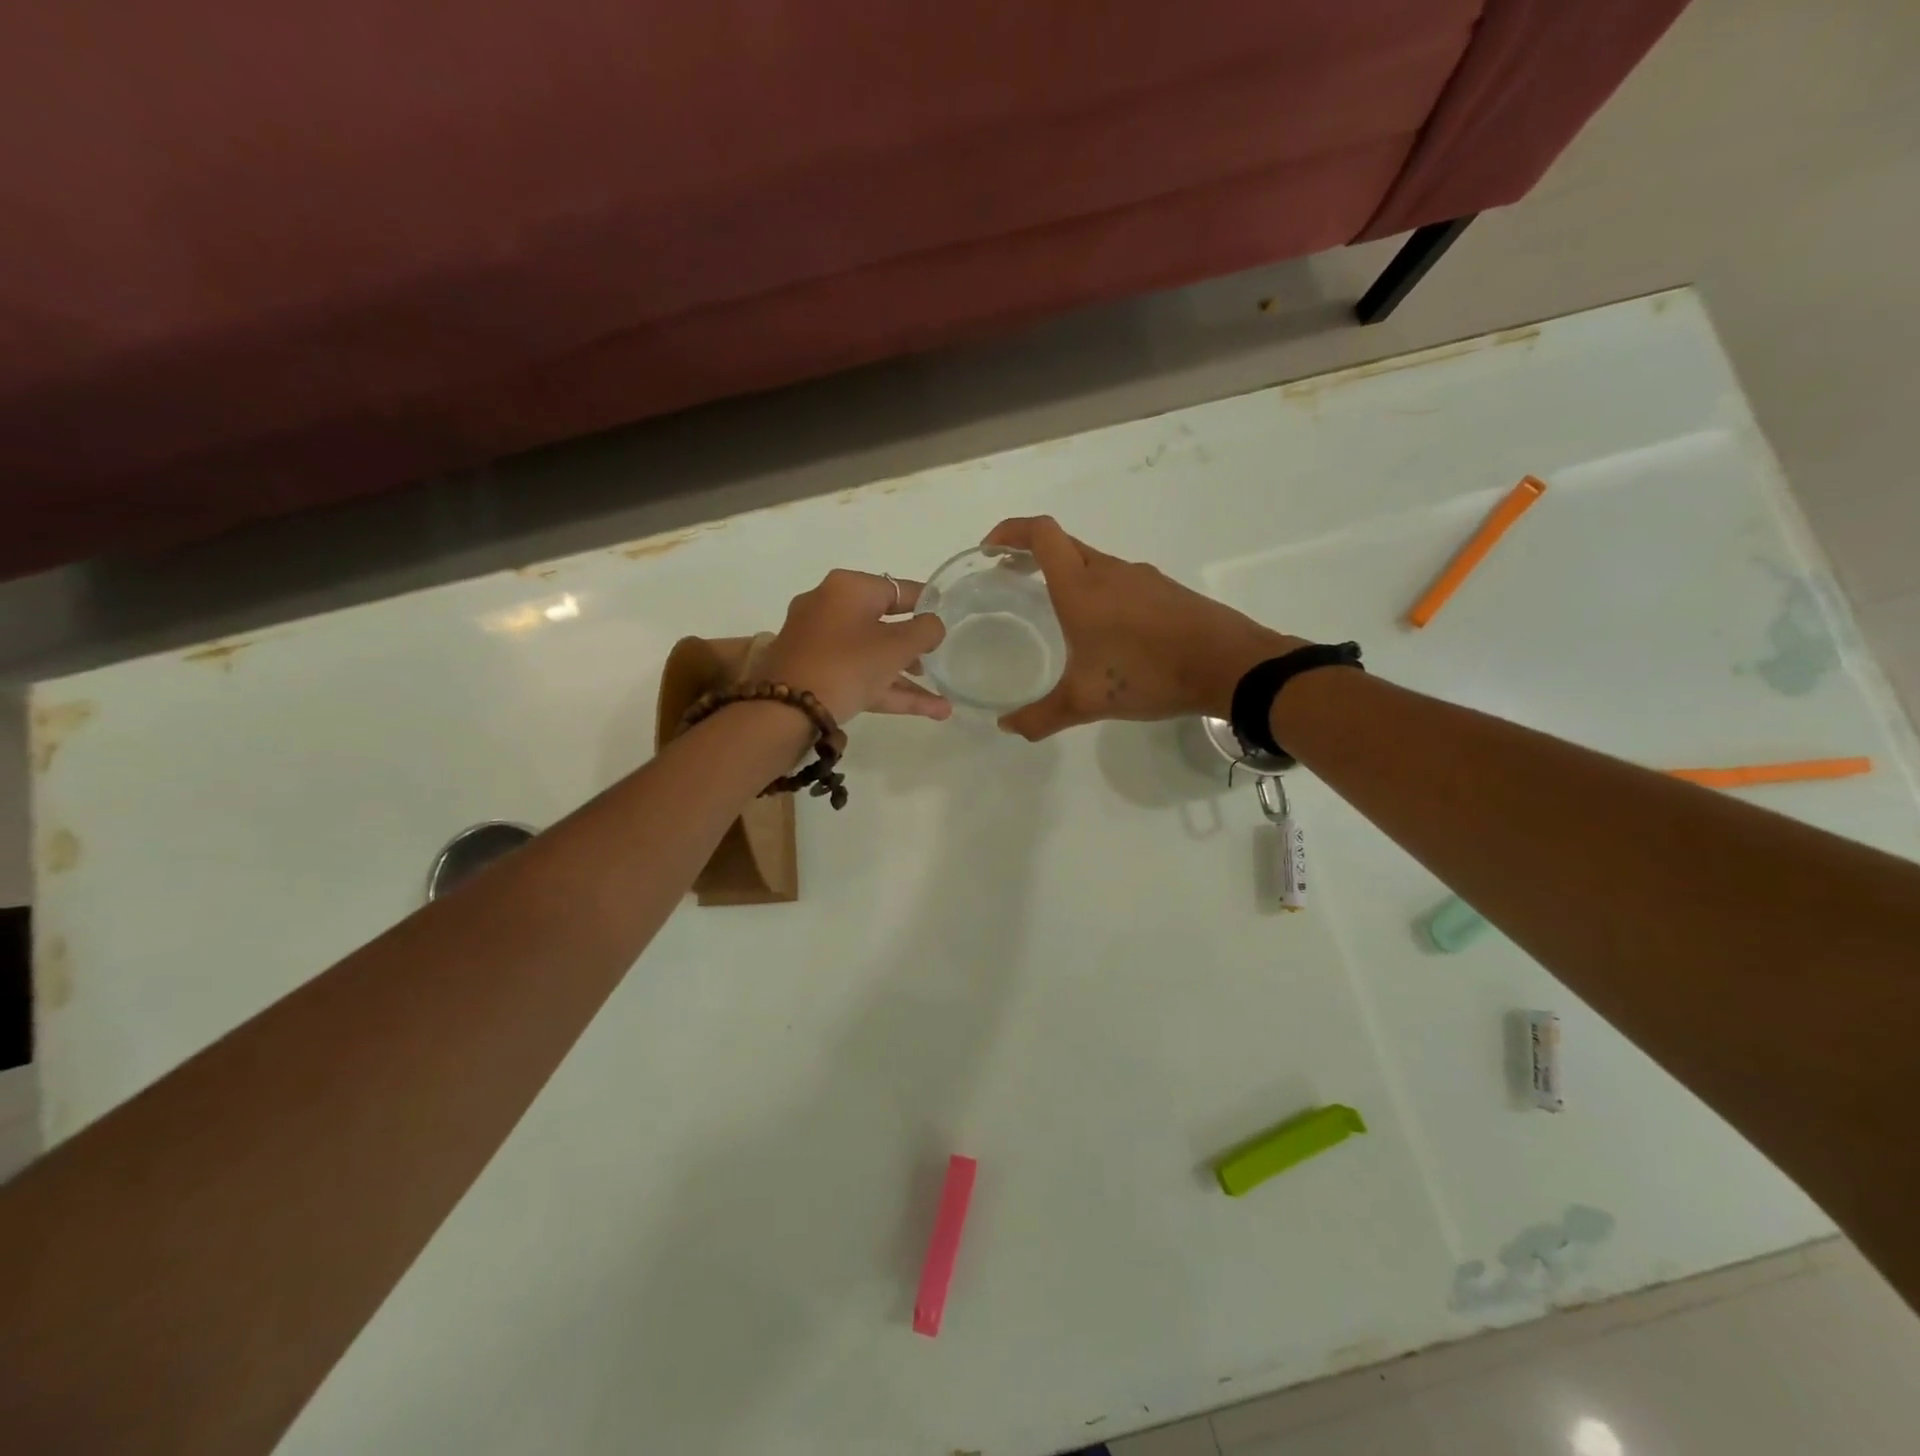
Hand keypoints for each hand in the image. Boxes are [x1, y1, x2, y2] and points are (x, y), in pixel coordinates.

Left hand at [756, 569, 951, 724]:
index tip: (949, 615)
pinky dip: (889, 690)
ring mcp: (819, 642)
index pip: (899, 589)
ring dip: (907, 678)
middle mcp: (830, 607)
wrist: (785, 710)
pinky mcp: (813, 673)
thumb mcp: (896, 646)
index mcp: (848, 588)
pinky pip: (859, 674)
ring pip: (872, 655)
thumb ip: (925, 631)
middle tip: (940, 660)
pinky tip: (929, 711)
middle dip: (915, 648)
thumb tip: (933, 625)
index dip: (927, 604)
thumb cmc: (847, 664)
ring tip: (942, 703)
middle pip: (884, 624)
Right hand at [983, 517, 1300, 739]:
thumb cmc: (1148, 674)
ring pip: (1093, 563)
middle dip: (1032, 554)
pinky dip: (1099, 592)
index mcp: (1081, 586)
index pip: (1041, 534)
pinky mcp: (1165, 590)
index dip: (1011, 531)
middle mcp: (1109, 571)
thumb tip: (1007, 727)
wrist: (1229, 666)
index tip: (991, 549)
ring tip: (1056, 610)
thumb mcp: (1086, 702)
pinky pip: (1120, 581)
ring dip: (1068, 575)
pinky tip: (1104, 630)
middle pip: (1063, 544)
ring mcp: (1141, 577)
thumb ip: (1041, 716)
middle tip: (1012, 579)